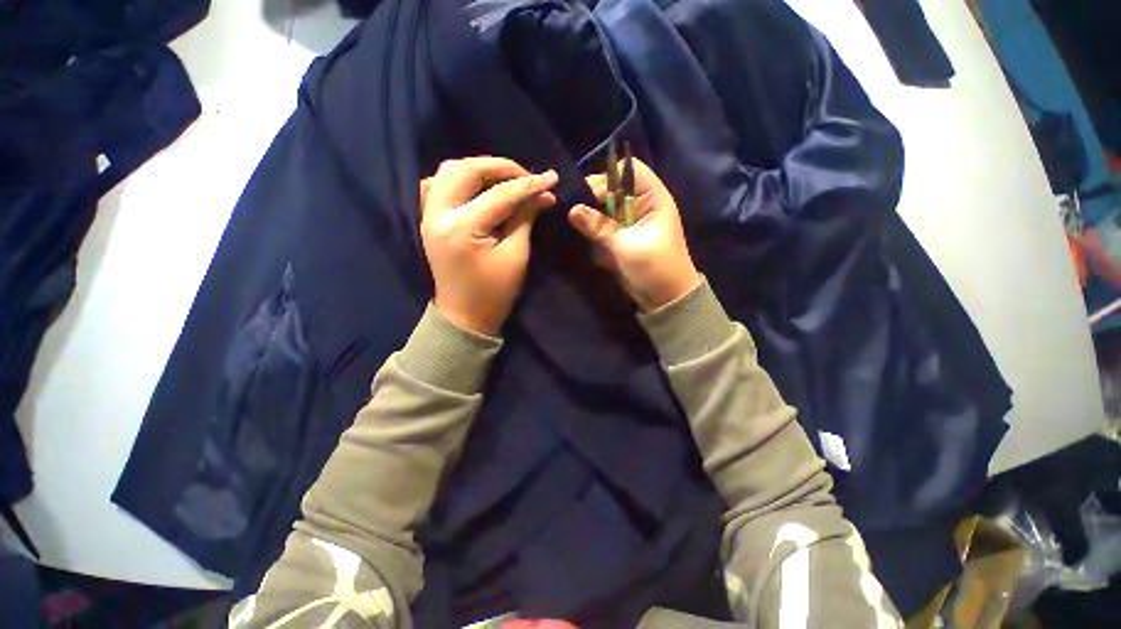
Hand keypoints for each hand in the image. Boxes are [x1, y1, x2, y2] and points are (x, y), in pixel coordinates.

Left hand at [420, 157, 557, 335]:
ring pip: (448, 171)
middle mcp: (438, 214)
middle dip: (500, 167)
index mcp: (462, 229)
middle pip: (466, 170)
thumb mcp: (516, 256)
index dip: (529, 185)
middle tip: (526, 176)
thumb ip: (526, 219)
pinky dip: (459, 178)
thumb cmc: (494, 293)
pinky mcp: (428, 220)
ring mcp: (428, 215)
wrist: (464, 317)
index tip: (551, 178)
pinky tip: (478, 186)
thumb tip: (544, 194)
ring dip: (478, 169)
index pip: (500, 195)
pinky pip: (438, 184)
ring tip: (505, 178)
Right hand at [569, 158, 700, 310]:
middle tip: (574, 212)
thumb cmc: (655, 267)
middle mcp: (641, 206)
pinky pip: (603, 228)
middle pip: (612, 190)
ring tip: (577, 227)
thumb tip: (572, 209)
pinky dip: (594, 233)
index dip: (608, 178)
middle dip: (593, 200)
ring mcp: (630, 223)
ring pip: (605, 210)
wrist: (666, 298)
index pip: (629, 172)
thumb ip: (599, 226)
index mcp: (653, 198)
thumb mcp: (626, 245)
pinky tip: (587, 241)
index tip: (586, 194)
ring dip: (592, 219)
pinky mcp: (622, 239)